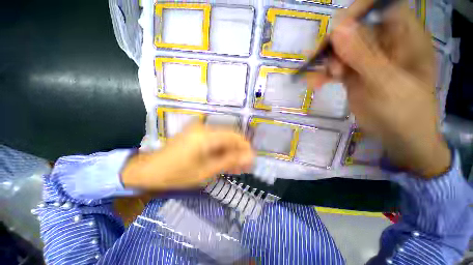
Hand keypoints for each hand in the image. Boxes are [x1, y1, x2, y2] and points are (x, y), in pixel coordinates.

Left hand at [121, 124, 253, 189]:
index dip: (245, 148)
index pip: (234, 136)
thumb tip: (249, 157)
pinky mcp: (197, 133)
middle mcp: (204, 128)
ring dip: (231, 152)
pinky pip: (215, 140)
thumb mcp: (206, 171)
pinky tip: (225, 161)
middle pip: (230, 137)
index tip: (251, 160)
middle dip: (239, 152)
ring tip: (236, 167)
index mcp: (206, 136)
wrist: (149, 170)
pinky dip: (221, 151)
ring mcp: (200, 130)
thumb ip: (229, 161)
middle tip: (244, 166)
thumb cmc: (176, 174)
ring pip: (223, 139)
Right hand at [307, 0, 449, 176]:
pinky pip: (334, 69)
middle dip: (336, 46)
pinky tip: (314, 83)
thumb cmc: (405, 112)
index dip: (359, 11)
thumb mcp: (387, 82)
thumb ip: (363, 55)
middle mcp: (385, 44)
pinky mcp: (354, 75)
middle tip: (326, 65)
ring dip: (326, 63)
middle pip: (355, 30)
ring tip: (318, 79)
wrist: (399, 138)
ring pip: (341, 51)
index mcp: (405, 37)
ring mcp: (368, 60)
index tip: (337, 29)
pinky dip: (323, 75)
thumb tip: (337, 28)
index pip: (381, 8)